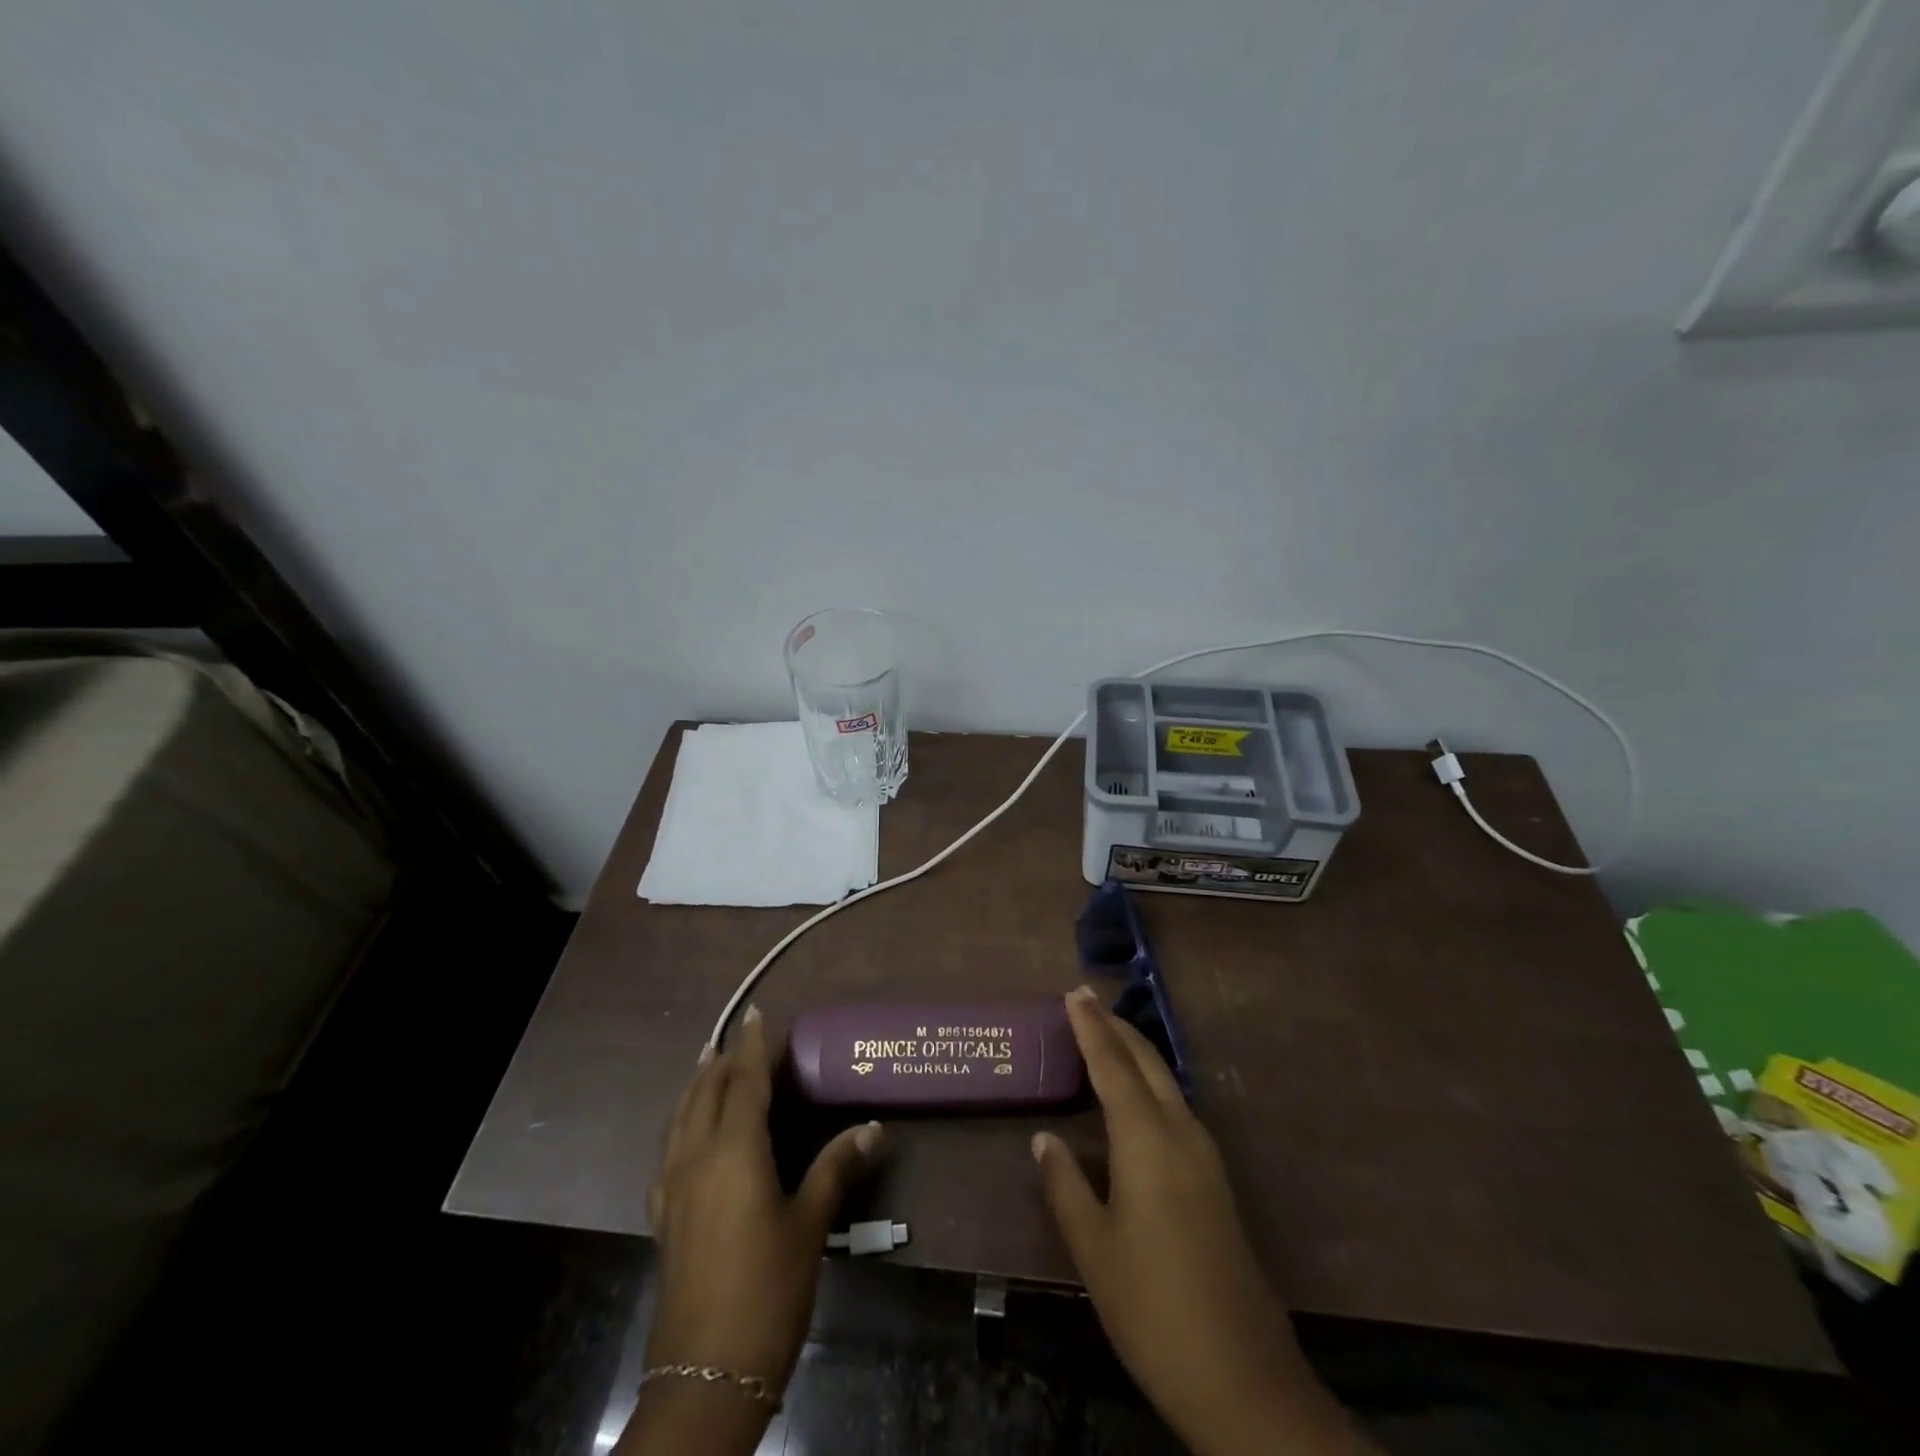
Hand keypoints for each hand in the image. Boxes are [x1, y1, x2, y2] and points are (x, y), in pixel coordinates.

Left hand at [643, 1006, 880, 1392]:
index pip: (744, 1083)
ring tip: (708, 1066)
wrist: (706, 1374)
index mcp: (734, 1153)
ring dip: (697, 1087)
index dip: (752, 1046)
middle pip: (706, 1094)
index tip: (757, 1013)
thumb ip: (836, 1168)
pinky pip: (669, 1152)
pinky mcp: (663, 1218)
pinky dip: (682, 1125)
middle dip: (724, 1061)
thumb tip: (873, 1126)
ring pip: (681, 1119)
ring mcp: (673, 1190)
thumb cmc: (768, 1290)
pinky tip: (688, 1136)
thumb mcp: (809, 1225)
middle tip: (742, 1039)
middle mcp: (696, 1160)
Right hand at [1033, 988, 1372, 1455]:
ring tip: (1107, 1036)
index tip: (1074, 993)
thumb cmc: (1153, 1308)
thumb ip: (1065, 1185)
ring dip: (1136, 1052)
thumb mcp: (1094, 1249)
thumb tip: (1045, 1138)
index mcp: (1147, 1141)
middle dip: (1116, 1028)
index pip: (1112, 1066)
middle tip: (1087, 1000)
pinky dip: (1151, 1083)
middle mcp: (1181, 1134)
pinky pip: (1177, 1107)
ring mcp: (1206, 1157)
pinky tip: (1140, 1096)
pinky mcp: (1216, 1180)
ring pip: (1167, 1082)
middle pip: (1147, 1063)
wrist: (1243, 1378)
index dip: (1090, 1028)